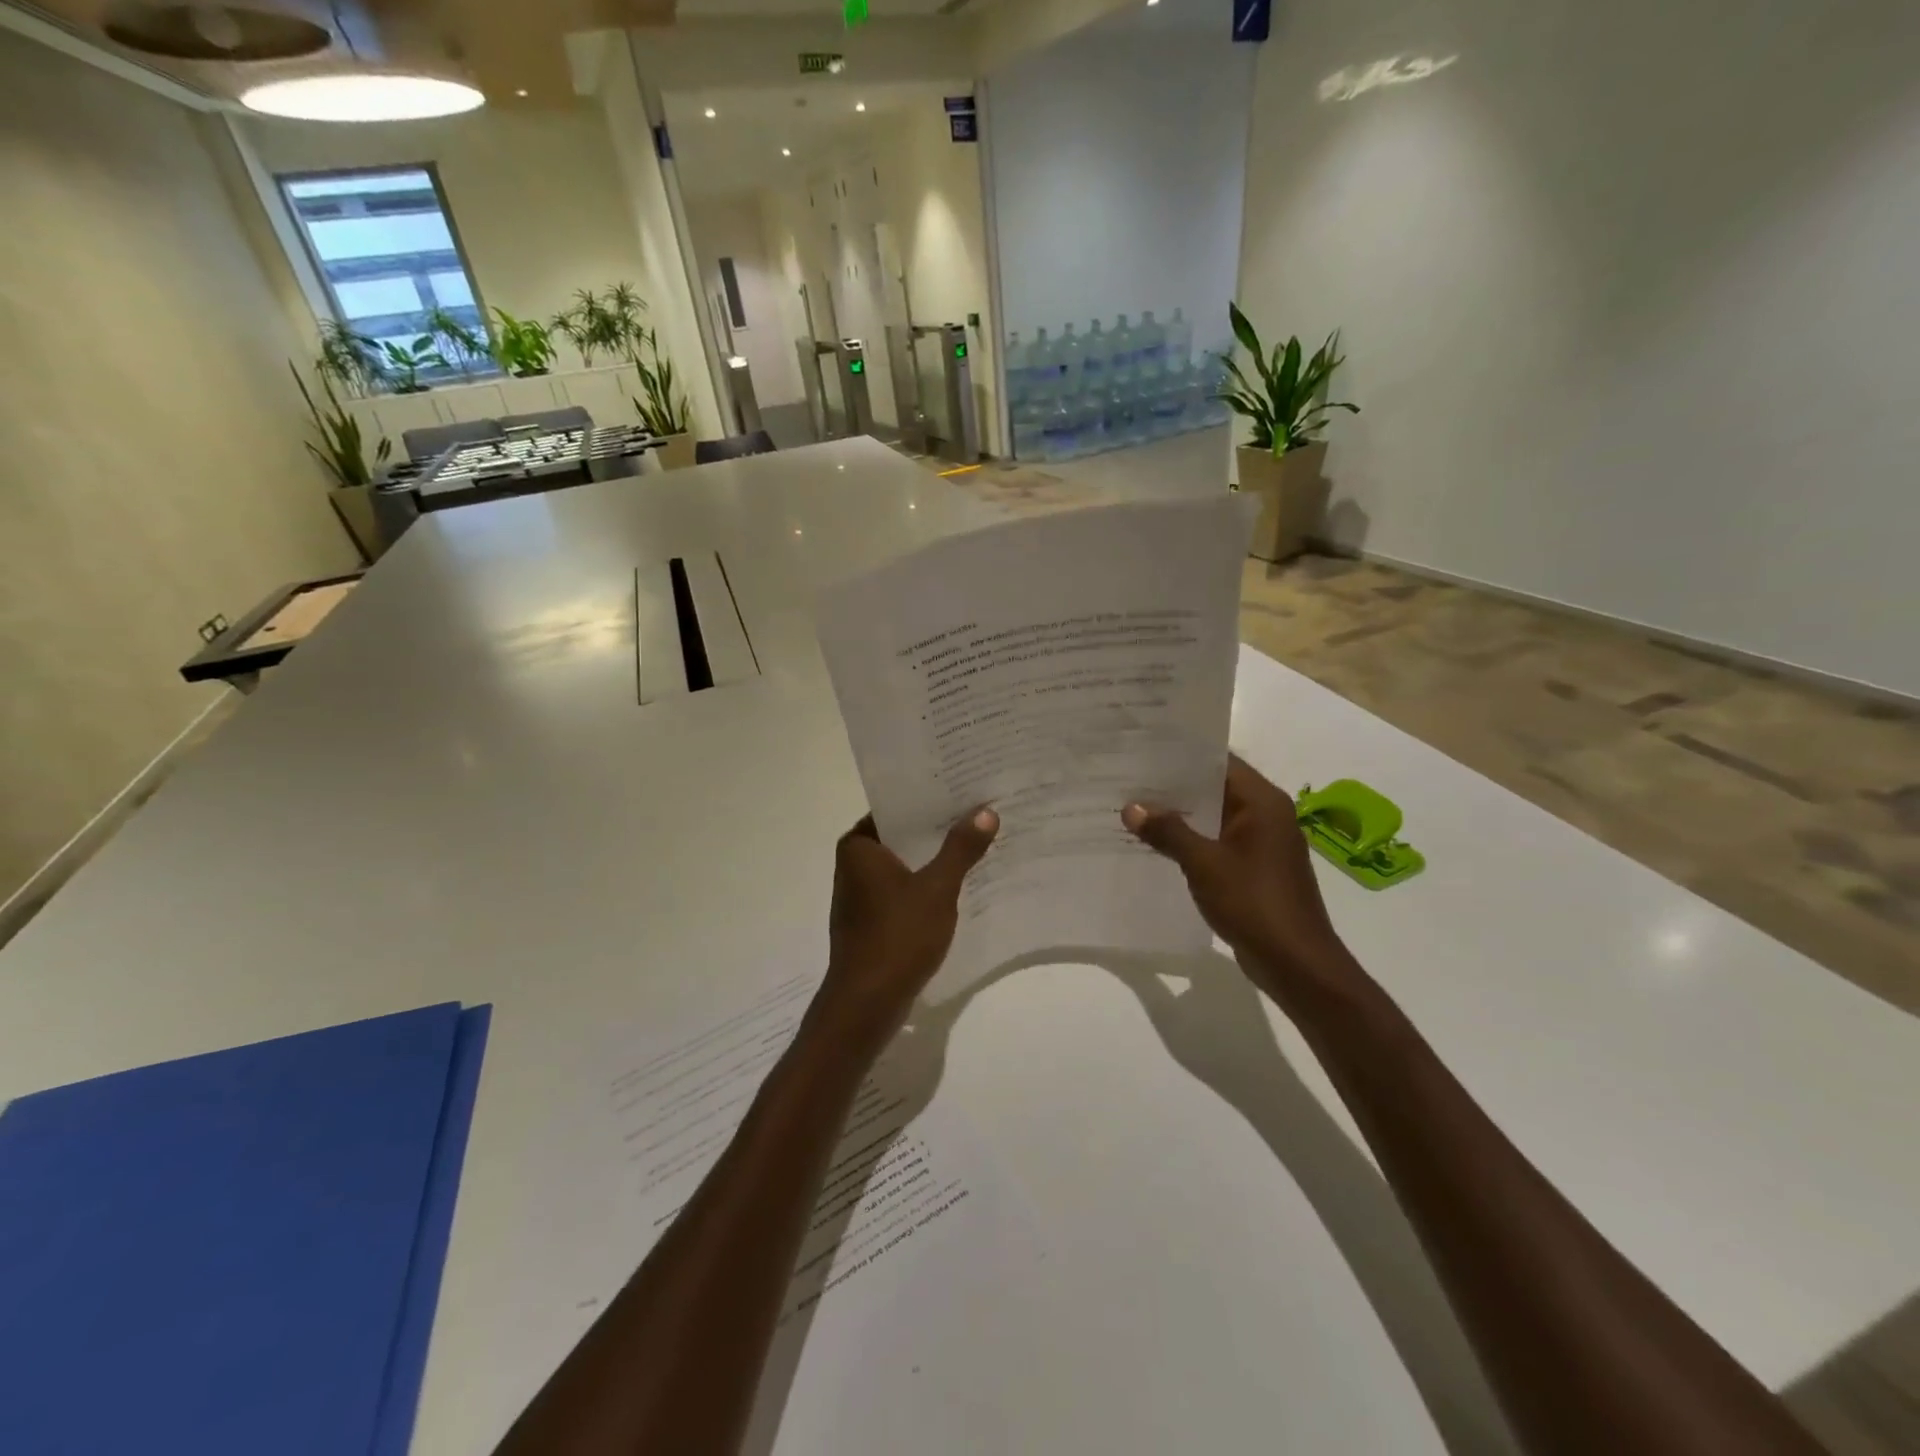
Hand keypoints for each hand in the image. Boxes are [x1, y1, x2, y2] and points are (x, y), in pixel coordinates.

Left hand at [815, 810, 999, 1048]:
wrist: (868, 1003)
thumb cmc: (898, 936)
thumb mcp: (937, 888)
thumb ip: (961, 849)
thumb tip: (986, 811)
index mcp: (858, 846)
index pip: (895, 807)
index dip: (929, 797)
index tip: (963, 787)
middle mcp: (853, 864)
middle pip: (901, 834)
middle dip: (938, 827)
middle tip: (979, 810)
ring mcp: (861, 893)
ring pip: (904, 863)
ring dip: (934, 857)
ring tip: (977, 840)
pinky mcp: (871, 919)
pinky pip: (903, 889)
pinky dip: (926, 883)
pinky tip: (959, 882)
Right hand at [1123, 757, 1351, 998]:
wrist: (1296, 963)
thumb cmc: (1253, 902)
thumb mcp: (1204, 863)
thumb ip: (1168, 832)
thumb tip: (1131, 808)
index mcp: (1262, 802)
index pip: (1219, 762)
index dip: (1181, 755)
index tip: (1143, 751)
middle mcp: (1266, 815)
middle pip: (1215, 788)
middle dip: (1174, 786)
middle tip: (1128, 778)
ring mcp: (1262, 843)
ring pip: (1214, 817)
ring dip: (1181, 816)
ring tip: (1134, 808)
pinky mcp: (1255, 868)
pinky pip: (1218, 842)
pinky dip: (1192, 840)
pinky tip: (1157, 844)